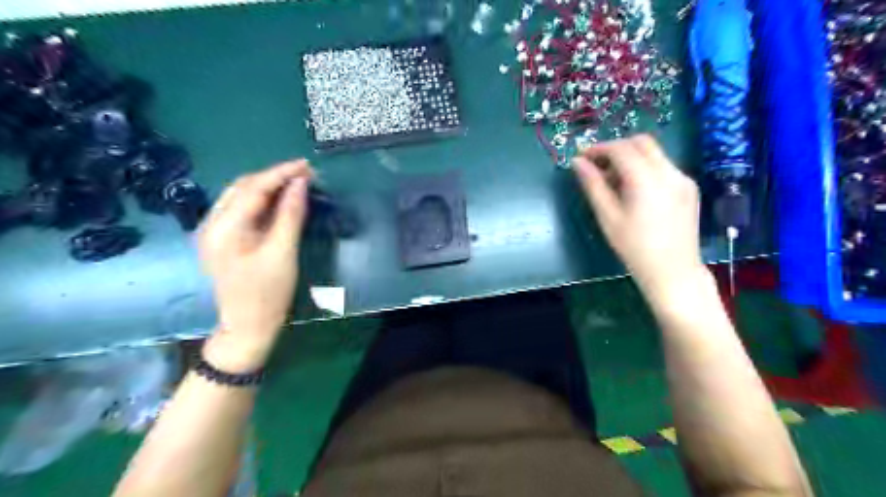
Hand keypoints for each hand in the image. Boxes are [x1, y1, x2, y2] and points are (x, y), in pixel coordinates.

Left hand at [198, 161, 312, 370]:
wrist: (248, 326)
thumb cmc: (267, 293)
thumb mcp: (283, 253)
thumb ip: (290, 215)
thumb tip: (300, 183)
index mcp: (223, 228)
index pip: (253, 188)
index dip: (281, 173)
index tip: (307, 165)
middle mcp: (211, 224)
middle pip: (243, 187)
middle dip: (274, 176)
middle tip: (305, 174)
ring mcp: (213, 232)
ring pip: (241, 196)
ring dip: (268, 186)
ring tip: (296, 183)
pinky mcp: (222, 240)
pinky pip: (242, 209)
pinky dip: (262, 200)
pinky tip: (279, 200)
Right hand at [576, 134, 707, 298]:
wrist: (673, 271)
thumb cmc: (634, 247)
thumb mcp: (607, 216)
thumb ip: (592, 185)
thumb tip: (577, 162)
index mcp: (646, 179)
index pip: (620, 148)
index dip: (598, 148)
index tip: (581, 158)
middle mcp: (669, 171)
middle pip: (641, 142)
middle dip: (616, 148)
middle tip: (597, 166)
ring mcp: (683, 178)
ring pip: (654, 153)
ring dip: (630, 157)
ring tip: (613, 181)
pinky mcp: (689, 187)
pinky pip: (663, 166)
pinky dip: (645, 168)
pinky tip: (634, 190)